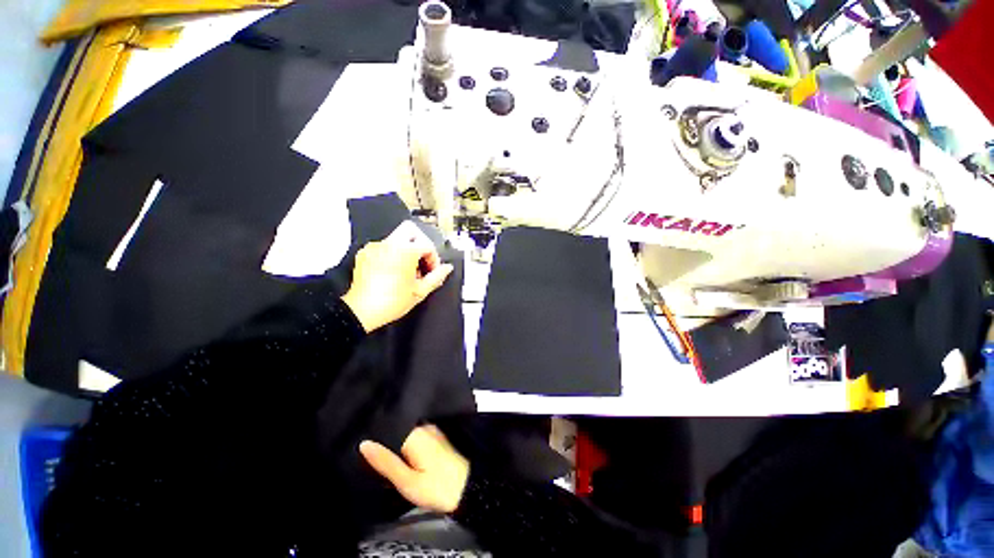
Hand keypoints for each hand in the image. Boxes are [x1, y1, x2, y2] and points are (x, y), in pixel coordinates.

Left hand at [341, 221, 453, 331]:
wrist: (362, 311)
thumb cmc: (391, 301)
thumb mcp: (420, 291)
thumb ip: (437, 276)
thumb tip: (447, 268)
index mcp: (405, 251)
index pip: (428, 246)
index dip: (434, 260)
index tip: (432, 272)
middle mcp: (389, 244)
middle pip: (411, 230)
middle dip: (420, 245)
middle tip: (422, 261)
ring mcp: (375, 247)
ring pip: (397, 238)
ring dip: (407, 250)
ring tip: (408, 271)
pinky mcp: (365, 253)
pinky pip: (383, 247)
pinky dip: (392, 254)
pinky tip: (393, 271)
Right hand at [360, 425, 469, 513]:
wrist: (468, 488)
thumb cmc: (437, 487)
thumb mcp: (407, 481)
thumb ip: (386, 462)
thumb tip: (364, 443)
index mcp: (415, 434)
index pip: (389, 427)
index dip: (373, 434)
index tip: (357, 440)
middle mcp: (423, 427)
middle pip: (397, 428)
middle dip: (382, 438)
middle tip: (364, 452)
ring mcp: (431, 431)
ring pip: (405, 432)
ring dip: (393, 441)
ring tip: (375, 452)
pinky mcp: (435, 438)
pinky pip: (414, 436)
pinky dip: (404, 444)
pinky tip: (396, 453)